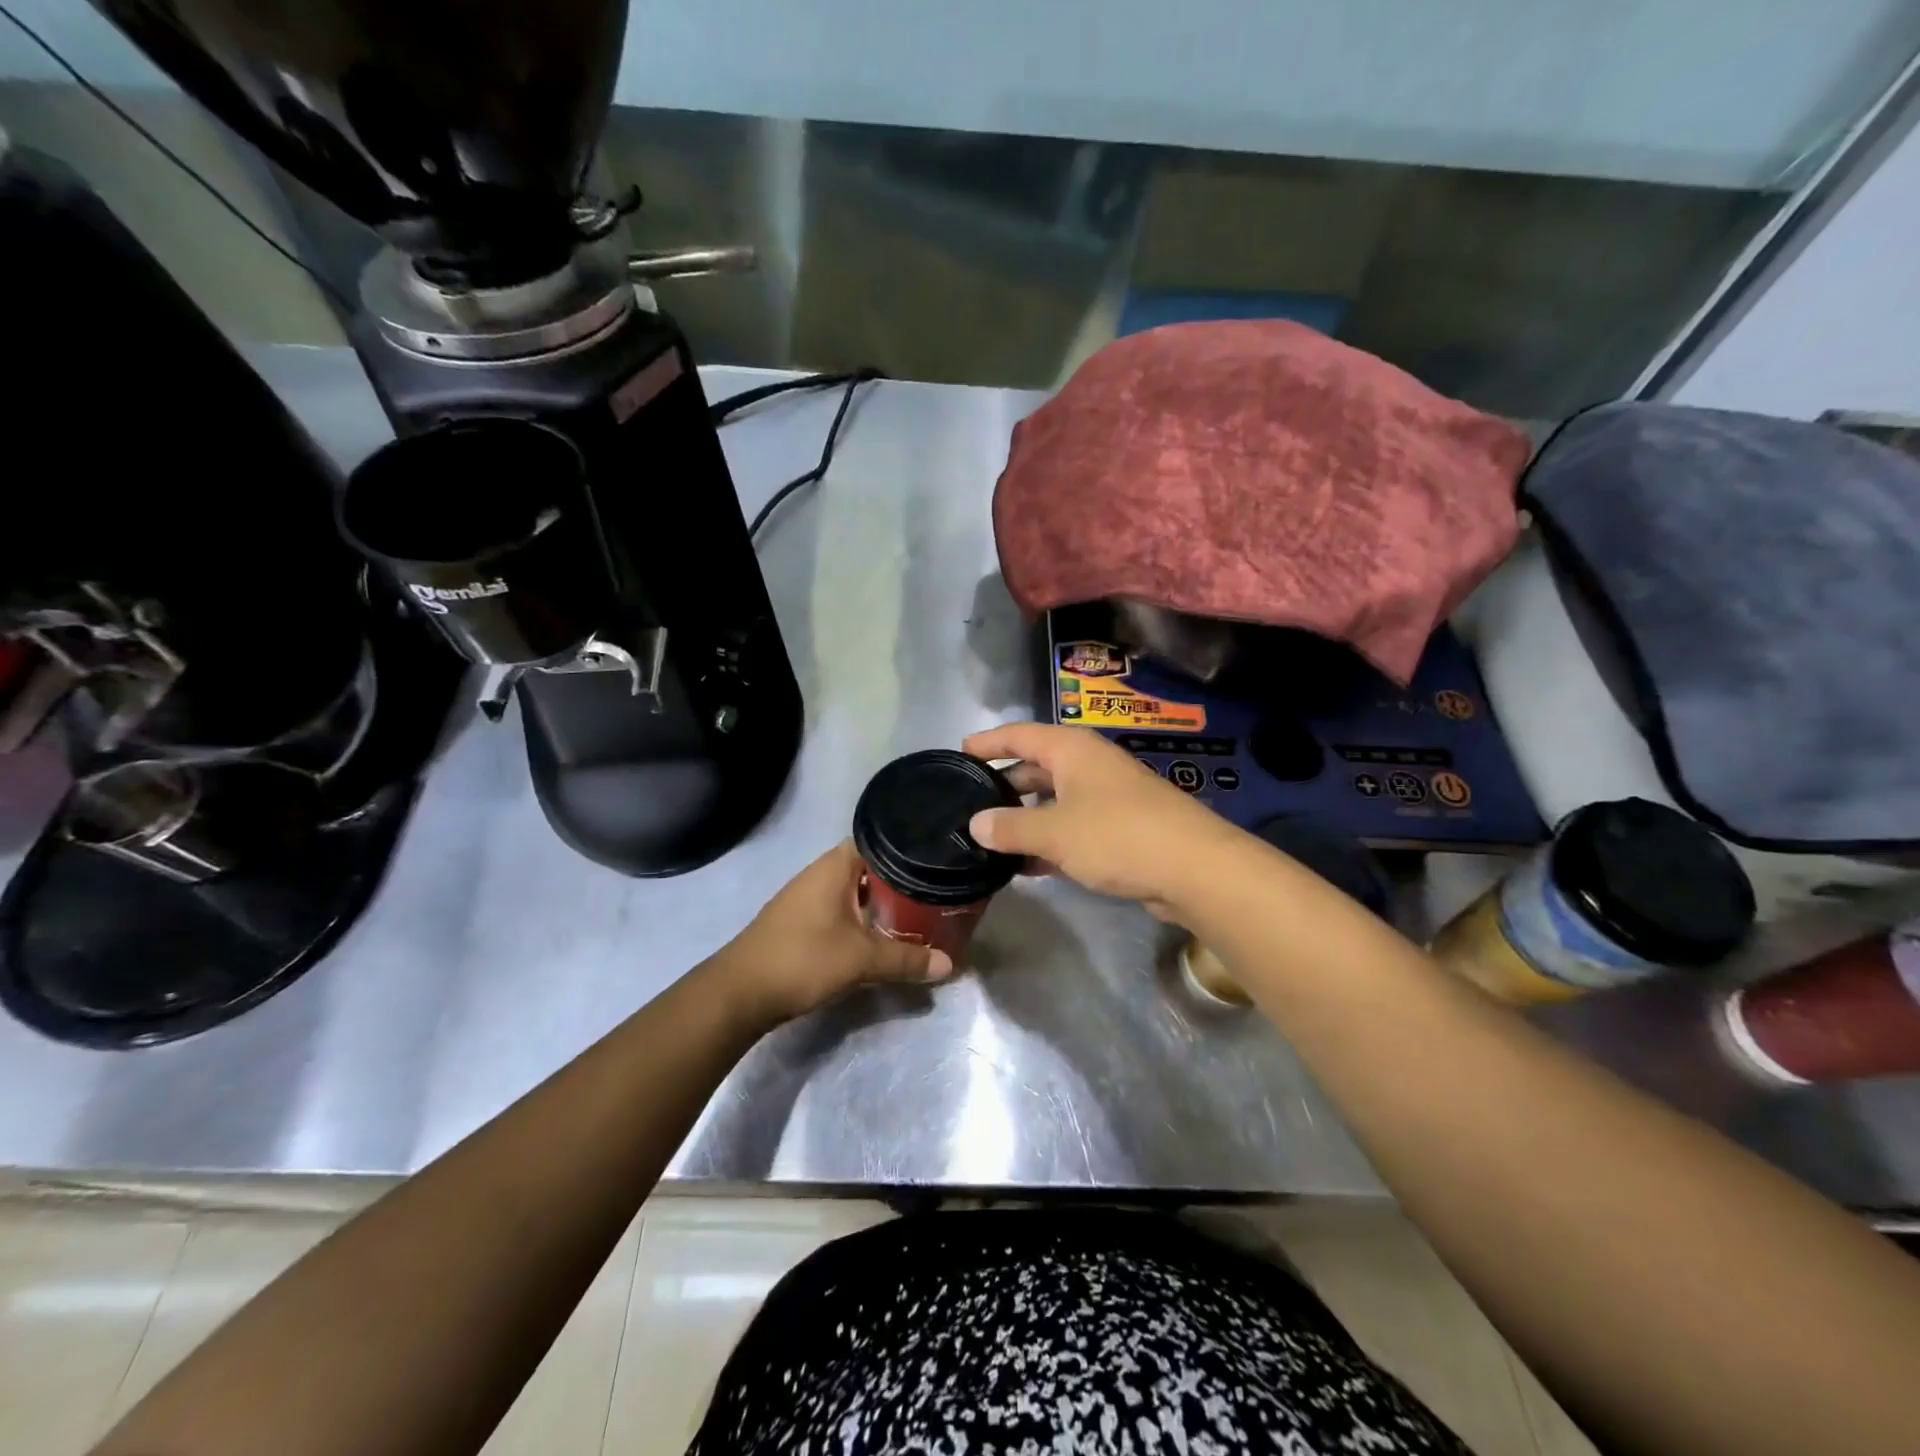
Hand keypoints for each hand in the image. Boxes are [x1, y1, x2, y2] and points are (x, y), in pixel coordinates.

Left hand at [707, 840, 953, 1027]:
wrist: (740, 992)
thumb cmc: (803, 959)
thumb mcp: (862, 960)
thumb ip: (907, 959)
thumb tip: (949, 963)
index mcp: (835, 866)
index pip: (879, 840)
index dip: (908, 846)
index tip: (936, 857)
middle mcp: (820, 873)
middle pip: (869, 866)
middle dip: (899, 878)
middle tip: (935, 889)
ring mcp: (807, 897)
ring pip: (854, 889)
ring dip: (880, 900)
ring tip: (916, 910)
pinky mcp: (800, 920)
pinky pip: (841, 907)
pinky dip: (862, 915)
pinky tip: (880, 932)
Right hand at [962, 722, 1239, 917]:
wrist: (1194, 868)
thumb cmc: (1117, 835)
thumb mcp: (1053, 832)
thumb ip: (1010, 827)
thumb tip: (976, 823)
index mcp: (1072, 750)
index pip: (1019, 734)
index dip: (988, 742)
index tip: (960, 753)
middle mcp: (1089, 765)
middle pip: (1036, 767)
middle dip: (1004, 785)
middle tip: (970, 805)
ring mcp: (1108, 797)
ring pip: (1054, 801)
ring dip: (1025, 819)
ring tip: (990, 840)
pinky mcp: (1121, 828)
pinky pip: (1073, 827)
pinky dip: (1050, 841)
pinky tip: (1028, 866)